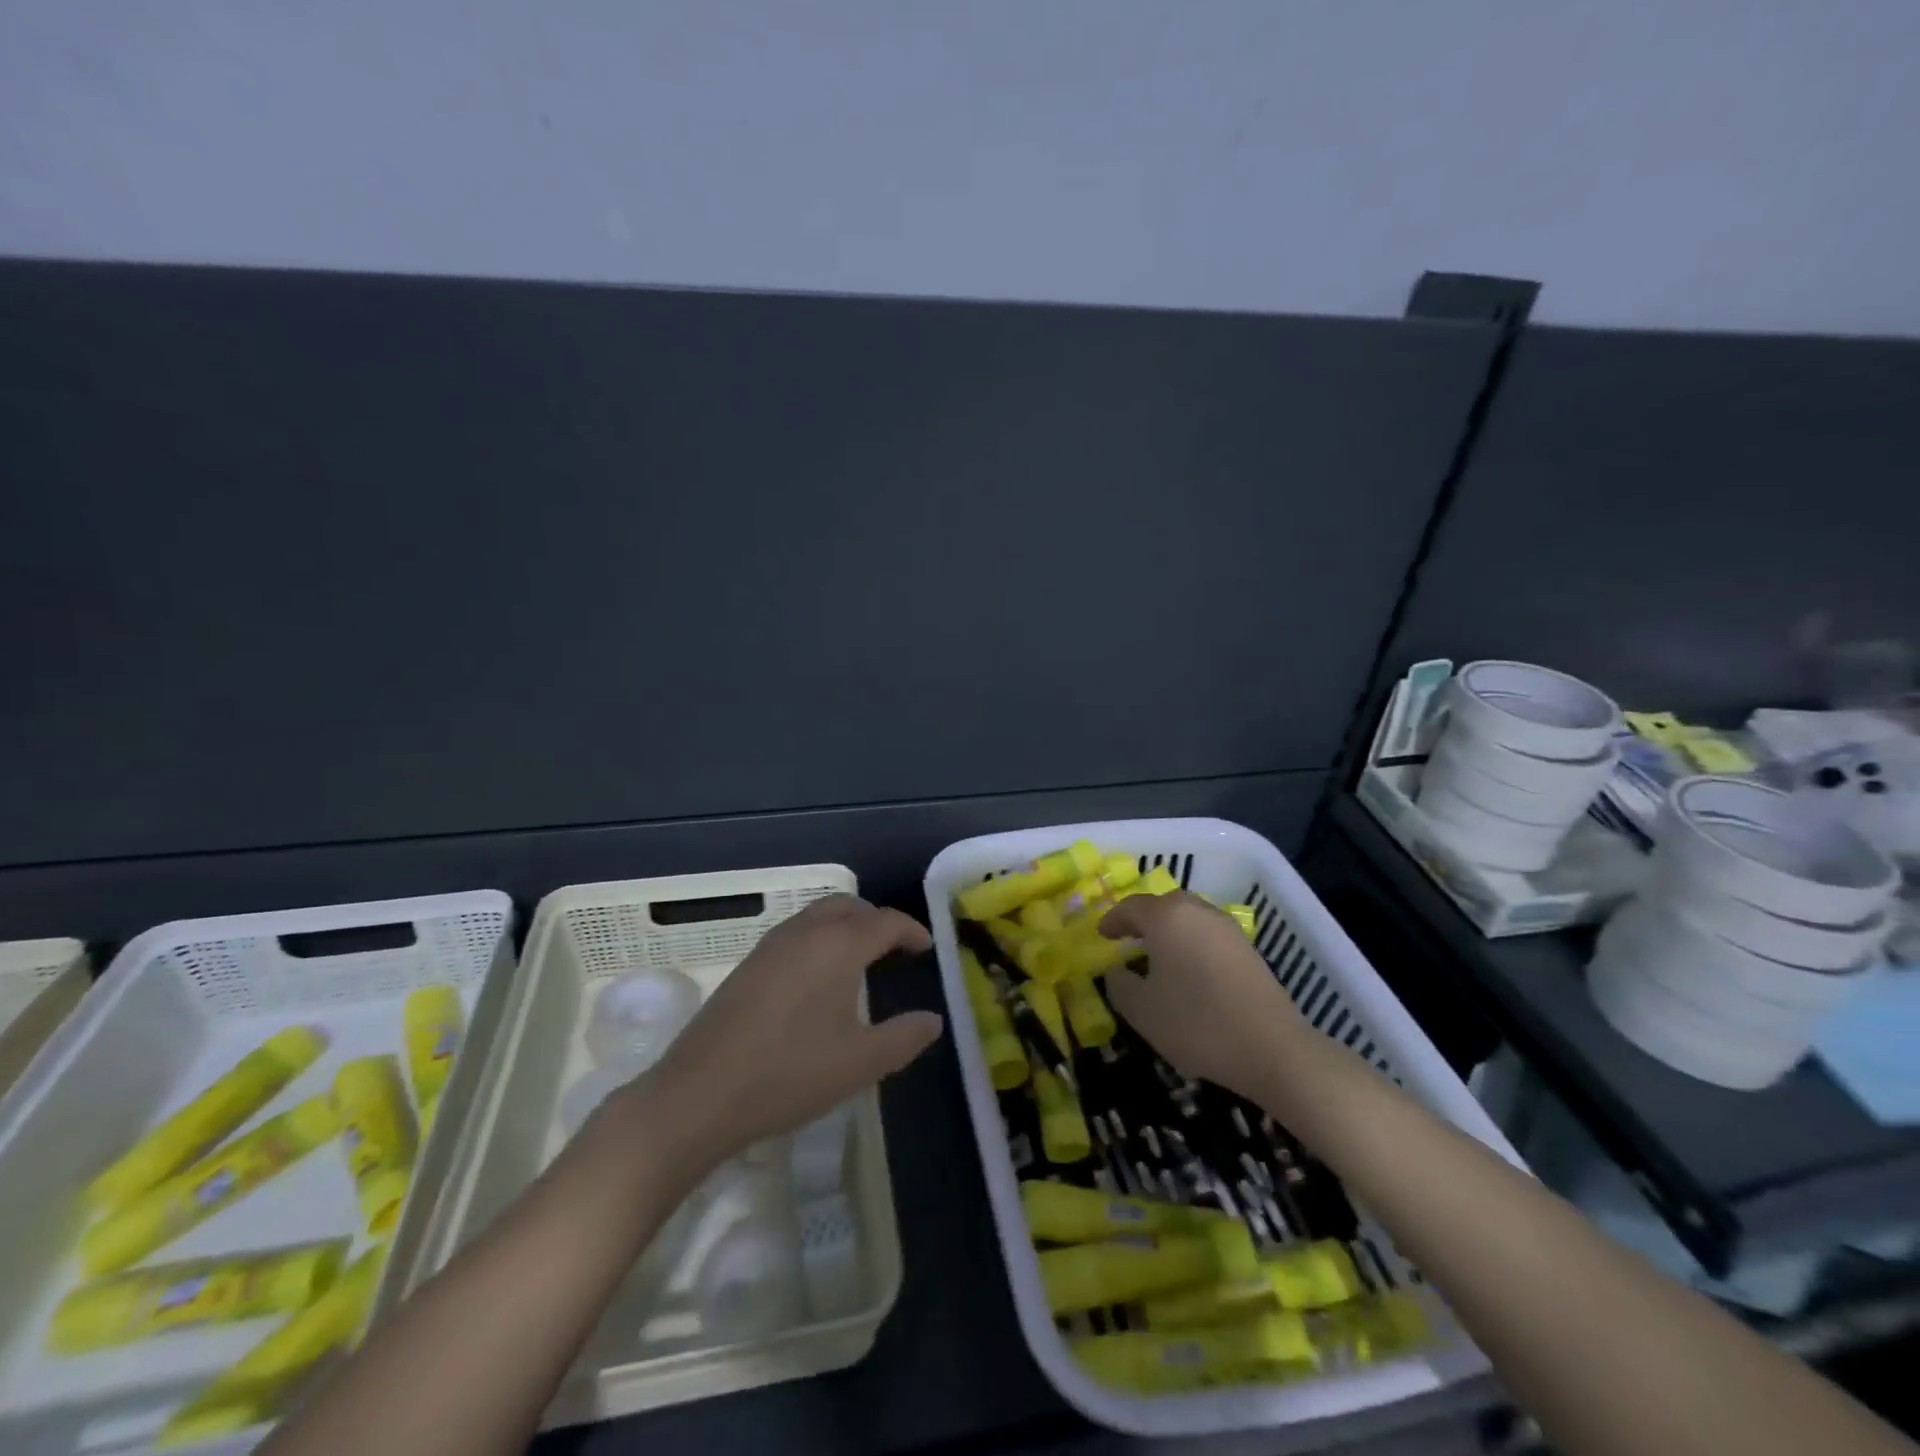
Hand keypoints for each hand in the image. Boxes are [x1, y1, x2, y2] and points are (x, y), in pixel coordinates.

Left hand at [600, 895, 942, 1177]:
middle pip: (850, 906)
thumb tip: (933, 1020)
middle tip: (895, 949)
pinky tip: (818, 979)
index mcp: (839, 945)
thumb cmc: (790, 1074)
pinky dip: (820, 938)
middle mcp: (805, 932)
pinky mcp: (748, 963)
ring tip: (861, 961)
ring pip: (819, 915)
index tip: (926, 948)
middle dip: (877, 921)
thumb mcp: (860, 1063)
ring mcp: (771, 944)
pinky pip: (796, 932)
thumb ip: (904, 1037)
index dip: (911, 931)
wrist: (699, 1095)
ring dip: (846, 926)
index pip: (885, 921)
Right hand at [1097, 891, 1305, 1103]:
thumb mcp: (1142, 1010)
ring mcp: (1227, 928)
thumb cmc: (1196, 1023)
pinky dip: (1191, 943)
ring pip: (1189, 918)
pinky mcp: (1248, 949)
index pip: (1131, 907)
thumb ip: (1119, 985)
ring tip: (1157, 955)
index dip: (1113, 920)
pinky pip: (1208, 935)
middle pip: (1163, 906)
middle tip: (1128, 939)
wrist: (1272, 1048)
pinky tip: (1188, 970)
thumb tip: (1117, 971)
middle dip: (1143, 920)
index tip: (1102, 935)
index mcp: (1166, 917)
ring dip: (1169, 931)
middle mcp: (1197, 911)